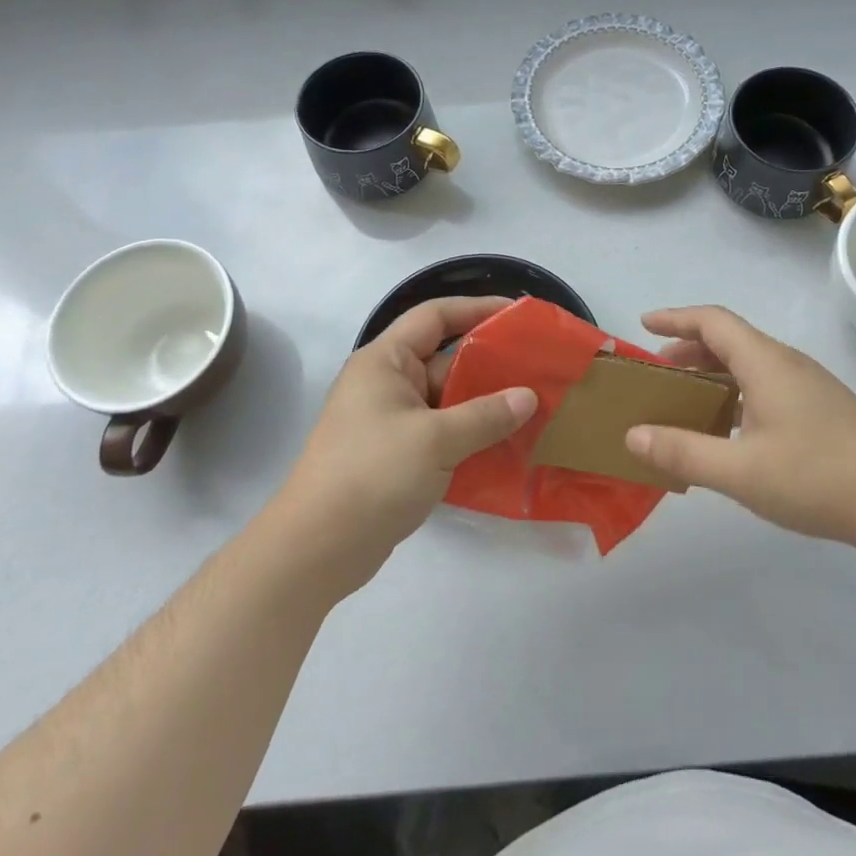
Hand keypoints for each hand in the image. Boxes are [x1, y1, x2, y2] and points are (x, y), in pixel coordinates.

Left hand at [274, 297, 536, 593]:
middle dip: (490, 363)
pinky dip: (471, 435)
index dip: (476, 308)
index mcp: (385, 362)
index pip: (434, 316)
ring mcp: (391, 422)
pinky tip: (508, 445)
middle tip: (538, 367)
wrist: (318, 547)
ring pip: (447, 400)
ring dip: (485, 404)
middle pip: (445, 359)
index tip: (518, 315)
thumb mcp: (435, 440)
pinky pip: (442, 432)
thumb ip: (486, 415)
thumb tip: (529, 397)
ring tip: (534, 405)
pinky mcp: (397, 456)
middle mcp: (386, 384)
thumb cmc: (373, 474)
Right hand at [625, 306, 855, 549]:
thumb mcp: (741, 472)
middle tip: (657, 371)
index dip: (675, 318)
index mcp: (766, 363)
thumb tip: (632, 436)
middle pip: (730, 339)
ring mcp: (808, 385)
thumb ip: (683, 453)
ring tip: (686, 398)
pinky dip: (736, 390)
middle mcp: (787, 363)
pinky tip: (730, 427)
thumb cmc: (818, 479)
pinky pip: (766, 382)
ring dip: (713, 371)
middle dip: (688, 348)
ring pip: (750, 363)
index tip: (643, 325)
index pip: (713, 321)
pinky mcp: (821, 407)